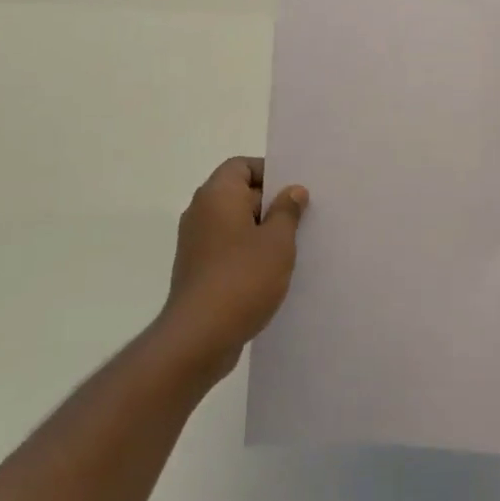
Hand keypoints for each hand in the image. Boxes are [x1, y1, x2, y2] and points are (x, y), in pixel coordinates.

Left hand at [151, 157, 307, 386]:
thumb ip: (287, 211)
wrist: (200, 335)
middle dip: (270, 203)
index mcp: (217, 195)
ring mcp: (196, 242)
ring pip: (235, 223)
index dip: (270, 172)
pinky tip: (272, 272)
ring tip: (293, 247)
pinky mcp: (198, 269)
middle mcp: (201, 212)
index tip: (295, 191)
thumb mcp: (277, 241)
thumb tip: (293, 190)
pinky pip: (228, 248)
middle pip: (239, 193)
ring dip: (262, 231)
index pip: (241, 166)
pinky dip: (248, 252)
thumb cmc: (243, 278)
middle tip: (303, 218)